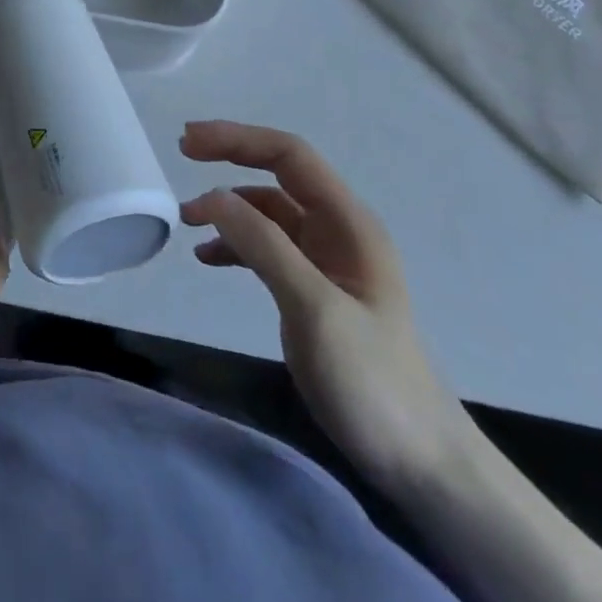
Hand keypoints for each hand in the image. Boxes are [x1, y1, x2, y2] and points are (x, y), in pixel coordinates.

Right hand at [180, 120, 470, 493]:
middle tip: (181, 154)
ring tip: (186, 220)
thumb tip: (212, 196)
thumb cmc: (372, 380)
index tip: (189, 142)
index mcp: (348, 222)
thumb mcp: (314, 308)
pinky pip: (266, 248)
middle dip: (230, 158)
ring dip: (227, 207)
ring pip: (267, 212)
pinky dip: (234, 244)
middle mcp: (337, 231)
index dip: (238, 139)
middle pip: (277, 174)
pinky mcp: (313, 290)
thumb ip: (264, 246)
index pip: (289, 155)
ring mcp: (326, 261)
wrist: (420, 462)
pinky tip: (209, 258)